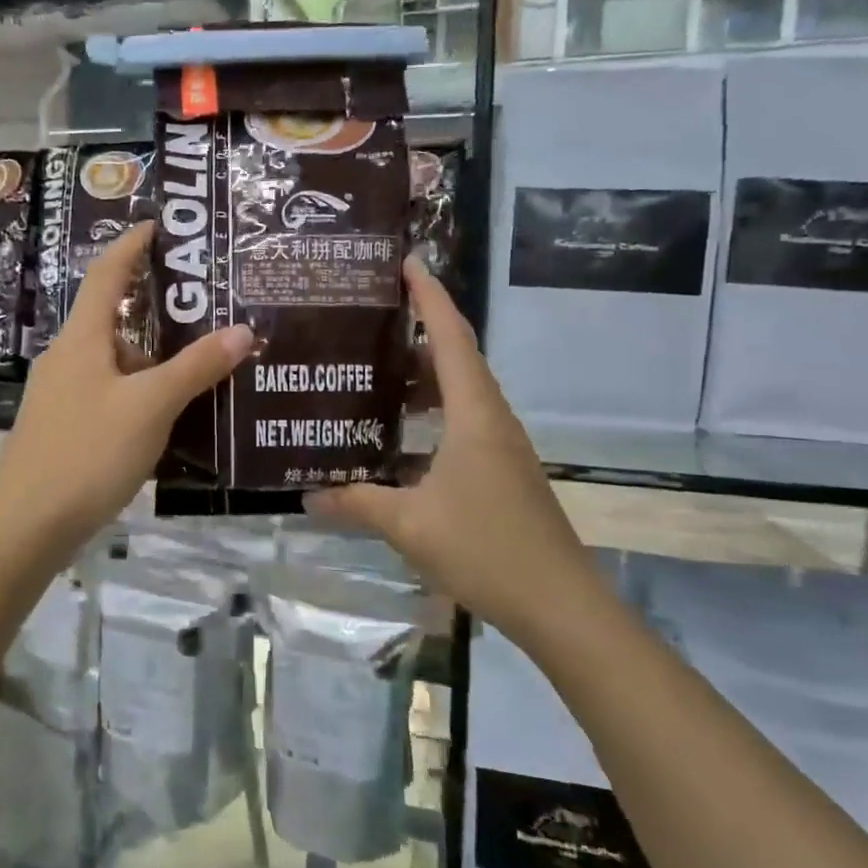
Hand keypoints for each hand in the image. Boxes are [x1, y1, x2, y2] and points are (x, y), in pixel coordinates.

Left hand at [0, 222, 252, 563]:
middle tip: (206, 313)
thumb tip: (242, 330)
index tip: (160, 226)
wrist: (27, 526)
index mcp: (81, 339)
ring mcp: (60, 396)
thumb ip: (196, 368)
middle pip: (114, 322)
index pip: (105, 275)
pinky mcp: (61, 428)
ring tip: (201, 372)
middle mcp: (66, 358)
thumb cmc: (88, 453)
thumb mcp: (150, 406)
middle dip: (158, 315)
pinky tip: (167, 418)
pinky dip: (139, 395)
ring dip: (153, 364)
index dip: (131, 245)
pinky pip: (108, 395)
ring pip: (114, 364)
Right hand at [306, 258, 601, 639]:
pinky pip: (463, 424)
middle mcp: (492, 420)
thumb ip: (356, 503)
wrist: (560, 605)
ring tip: (377, 372)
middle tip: (372, 319)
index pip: (452, 337)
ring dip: (425, 376)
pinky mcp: (502, 472)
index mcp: (474, 415)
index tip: (407, 262)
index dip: (430, 296)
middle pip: (458, 358)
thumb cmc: (486, 548)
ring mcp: (502, 447)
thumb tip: (307, 494)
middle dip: (421, 331)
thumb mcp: (408, 525)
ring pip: (461, 393)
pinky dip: (432, 414)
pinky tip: (399, 437)